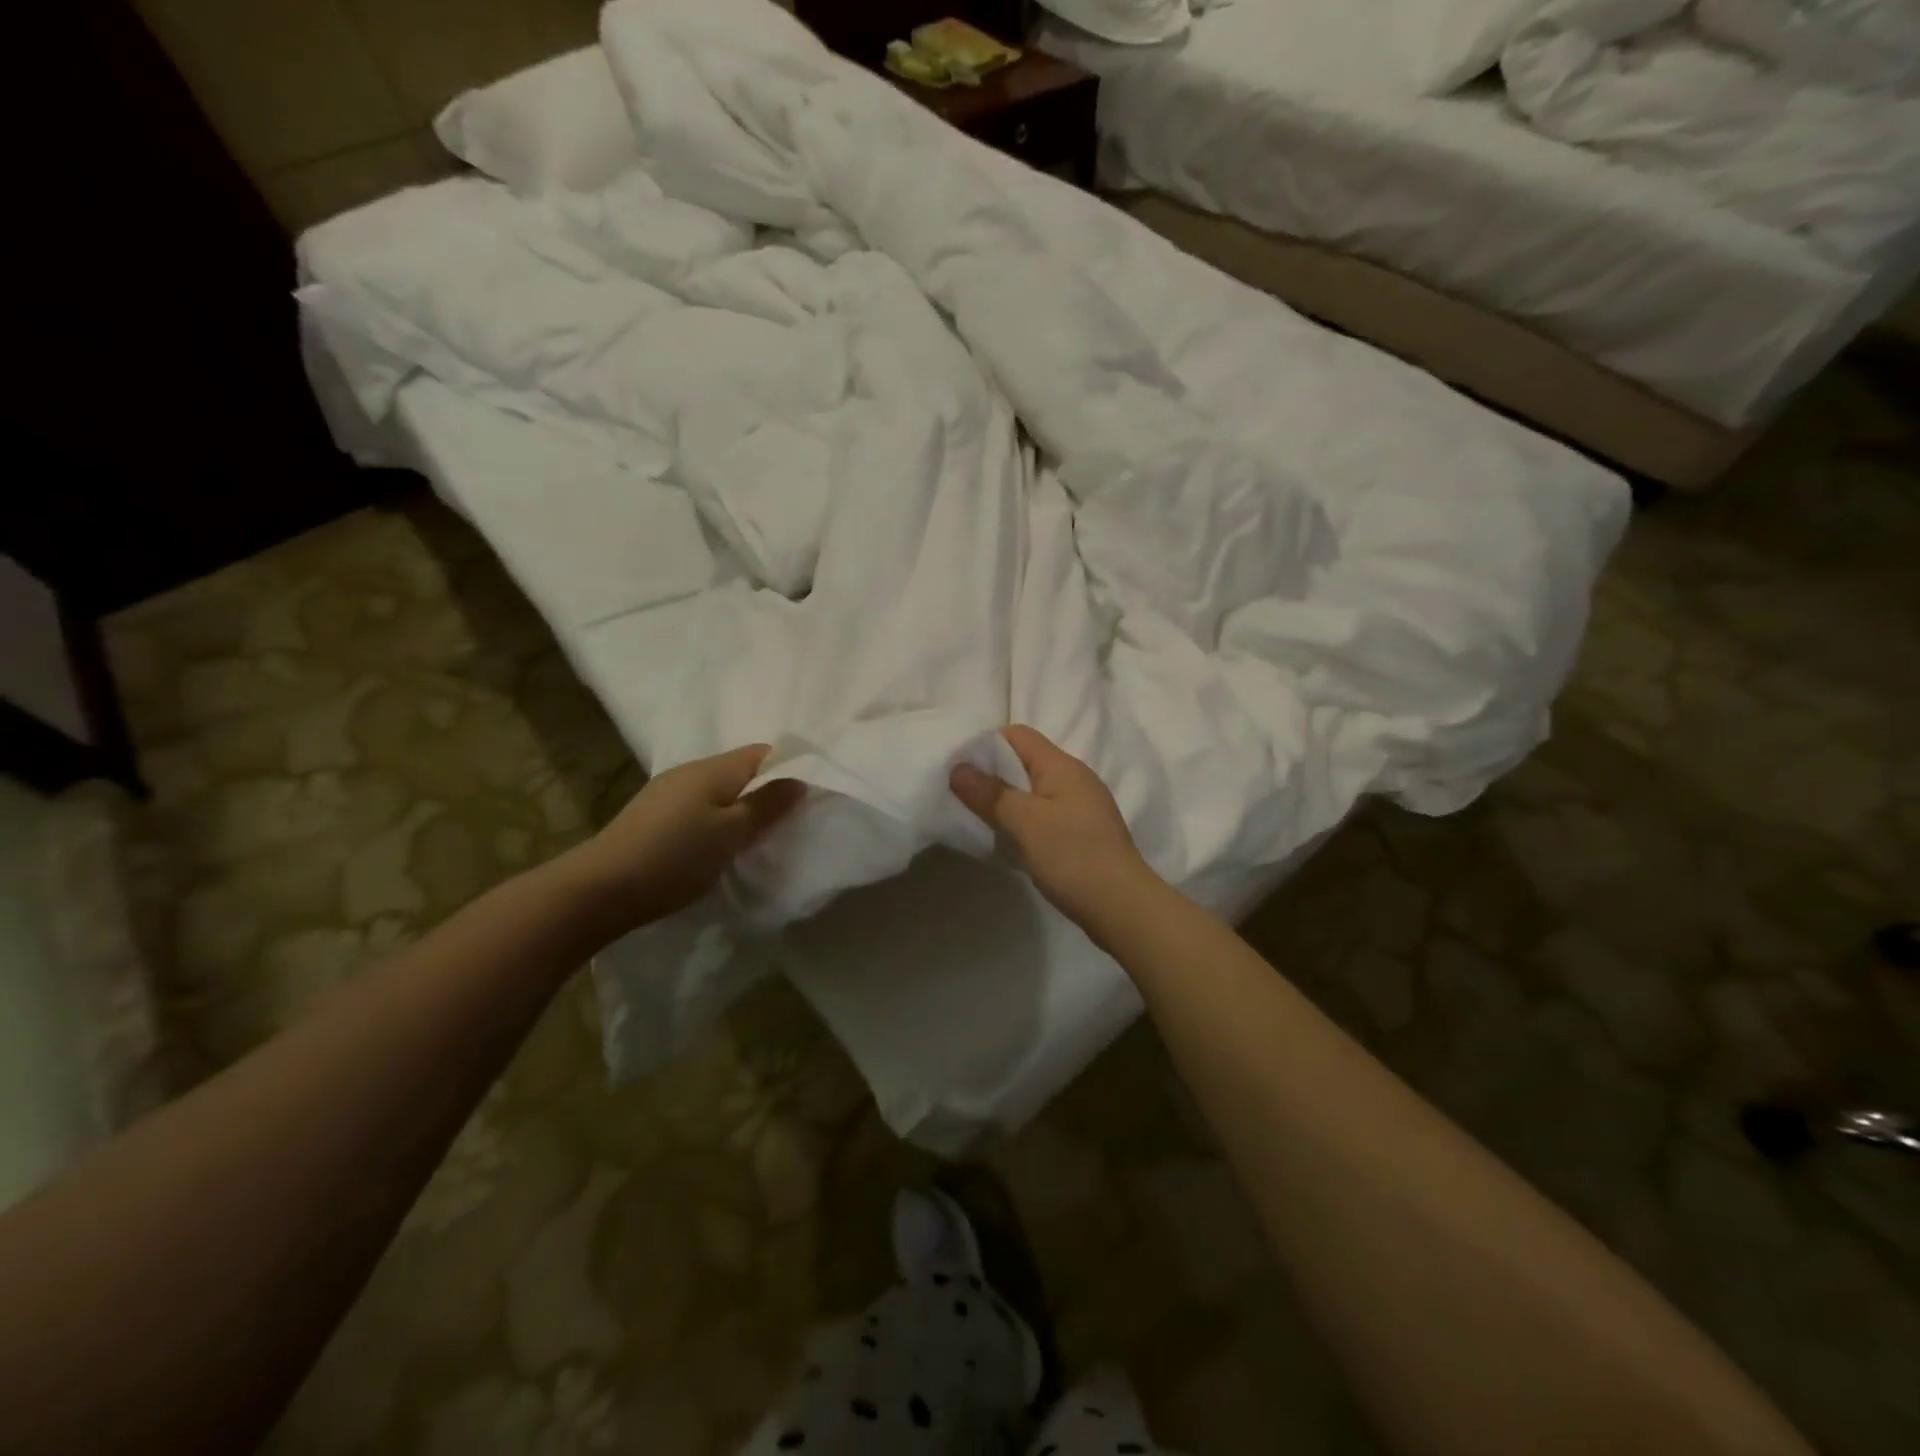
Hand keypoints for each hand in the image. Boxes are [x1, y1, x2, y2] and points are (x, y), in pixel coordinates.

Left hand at [566, 745, 804, 934]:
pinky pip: (699, 807)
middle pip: (741, 771)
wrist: (600, 889)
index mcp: (714, 768)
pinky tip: (717, 845)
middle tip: (787, 824)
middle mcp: (690, 770)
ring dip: (740, 809)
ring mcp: (667, 792)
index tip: (808, 799)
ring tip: (755, 838)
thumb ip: (768, 805)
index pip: (764, 753)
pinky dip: (716, 820)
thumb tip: (799, 780)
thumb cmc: (675, 857)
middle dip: (766, 792)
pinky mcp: (653, 815)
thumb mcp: (732, 833)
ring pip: (719, 790)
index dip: (790, 770)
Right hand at [950, 725, 1157, 926]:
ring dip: (1006, 801)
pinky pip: (1042, 815)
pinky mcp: (1081, 834)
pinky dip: (1022, 822)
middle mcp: (1073, 779)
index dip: (985, 745)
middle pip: (1024, 762)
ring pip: (1032, 791)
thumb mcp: (1024, 822)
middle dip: (991, 774)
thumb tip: (957, 768)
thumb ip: (990, 793)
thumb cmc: (1072, 856)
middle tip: (959, 795)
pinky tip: (1007, 841)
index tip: (958, 768)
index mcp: (1062, 765)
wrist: (1122, 907)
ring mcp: (1080, 807)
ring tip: (977, 818)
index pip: (1018, 735)